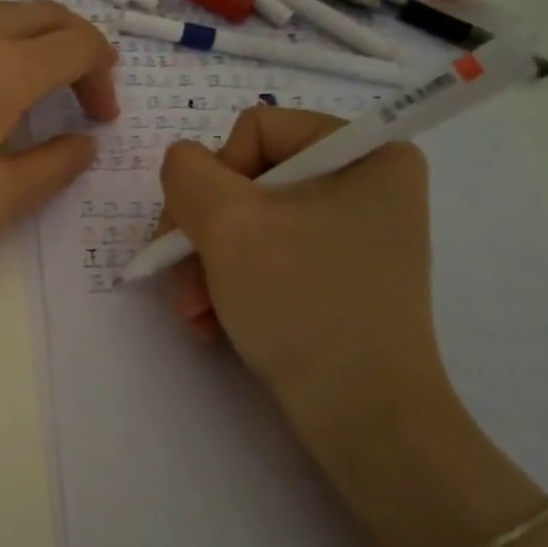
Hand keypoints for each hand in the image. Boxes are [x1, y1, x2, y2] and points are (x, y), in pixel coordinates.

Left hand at [0, 0, 117, 255]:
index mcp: (9, 70)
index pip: (79, 47)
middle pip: (48, 18)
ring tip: (42, 65)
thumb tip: (85, 144)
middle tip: (83, 97)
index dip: (102, 78)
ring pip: (3, 7)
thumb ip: (52, 170)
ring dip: (38, 30)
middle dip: (79, 50)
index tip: (98, 121)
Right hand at [158, 106, 449, 441]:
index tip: (203, 232)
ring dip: (206, 267)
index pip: (256, 129)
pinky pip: (265, 259)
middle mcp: (365, 185)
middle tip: (182, 284)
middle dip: (202, 235)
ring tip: (195, 313)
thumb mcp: (228, 223)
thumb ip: (187, 172)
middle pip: (245, 181)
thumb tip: (183, 166)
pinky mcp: (336, 277)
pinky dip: (230, 287)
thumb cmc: (302, 302)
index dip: (215, 177)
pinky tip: (213, 324)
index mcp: (365, 152)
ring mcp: (351, 235)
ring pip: (247, 225)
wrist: (362, 416)